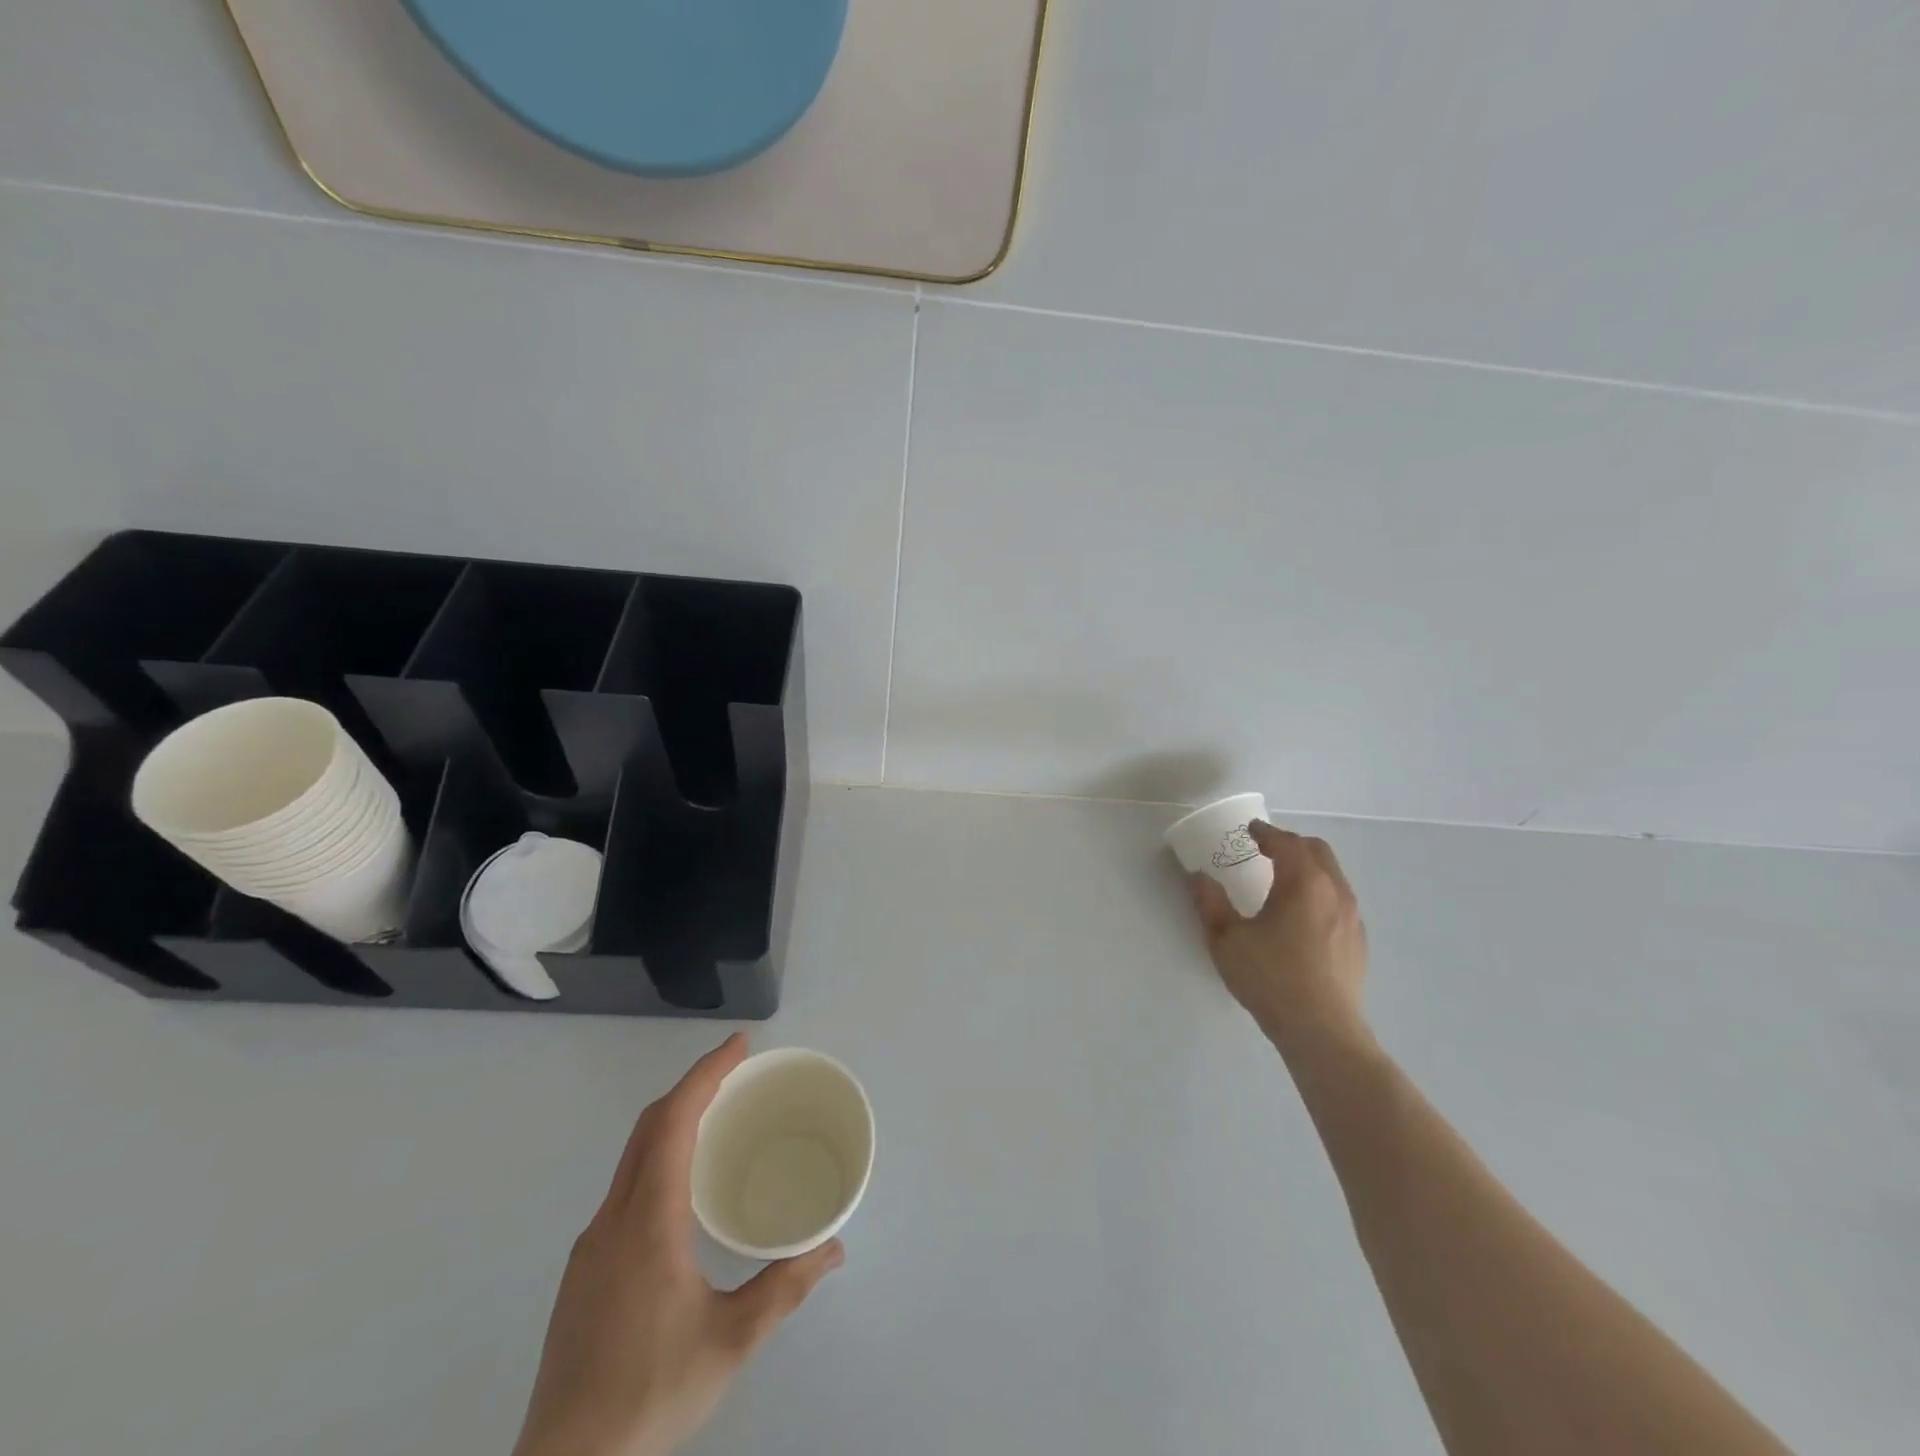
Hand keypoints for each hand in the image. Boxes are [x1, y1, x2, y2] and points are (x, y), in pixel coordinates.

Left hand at [513, 1034, 842, 1455]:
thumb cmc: (649, 1395)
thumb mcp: (730, 1342)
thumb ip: (784, 1288)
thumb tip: (833, 1248)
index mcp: (647, 1221)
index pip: (674, 1122)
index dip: (706, 1074)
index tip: (740, 1045)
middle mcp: (612, 1219)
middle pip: (649, 1127)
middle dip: (693, 1086)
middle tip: (737, 1070)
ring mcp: (591, 1245)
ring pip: (632, 1156)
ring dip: (673, 1120)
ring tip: (717, 1118)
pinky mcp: (584, 1271)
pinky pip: (625, 1185)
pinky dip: (658, 1156)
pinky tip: (682, 1188)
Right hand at [1189, 820, 1370, 1056]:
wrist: (1321, 1030)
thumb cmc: (1270, 978)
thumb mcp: (1226, 940)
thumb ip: (1210, 903)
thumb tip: (1199, 877)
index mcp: (1303, 882)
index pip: (1286, 843)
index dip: (1266, 832)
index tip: (1250, 830)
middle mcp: (1334, 891)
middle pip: (1317, 851)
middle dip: (1291, 843)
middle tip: (1266, 849)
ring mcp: (1352, 917)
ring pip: (1333, 875)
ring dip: (1309, 867)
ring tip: (1284, 879)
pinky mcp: (1358, 941)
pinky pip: (1340, 900)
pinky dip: (1320, 891)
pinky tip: (1303, 915)